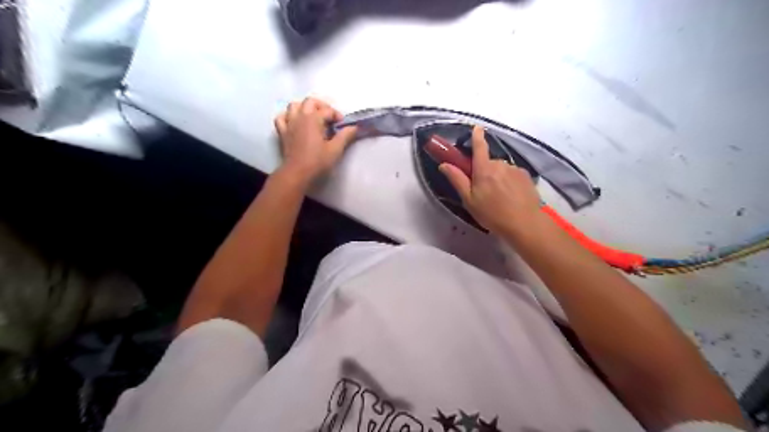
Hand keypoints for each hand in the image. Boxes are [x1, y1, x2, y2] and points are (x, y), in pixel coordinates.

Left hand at [275, 97, 358, 182]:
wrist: (297, 173)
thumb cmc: (317, 162)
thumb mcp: (335, 149)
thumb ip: (345, 136)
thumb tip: (354, 127)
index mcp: (313, 119)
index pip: (327, 110)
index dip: (337, 116)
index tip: (343, 125)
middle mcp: (300, 117)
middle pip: (310, 102)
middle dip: (322, 106)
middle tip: (329, 118)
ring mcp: (289, 124)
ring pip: (294, 106)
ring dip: (304, 108)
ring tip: (313, 118)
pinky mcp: (283, 133)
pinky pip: (282, 118)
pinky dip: (288, 116)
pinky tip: (295, 122)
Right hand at [438, 125, 539, 236]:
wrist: (524, 224)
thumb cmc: (492, 214)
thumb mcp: (469, 200)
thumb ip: (457, 180)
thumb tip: (444, 164)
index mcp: (484, 169)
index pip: (479, 147)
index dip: (477, 136)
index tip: (476, 128)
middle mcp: (500, 164)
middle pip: (488, 162)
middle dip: (484, 171)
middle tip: (482, 191)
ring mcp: (515, 169)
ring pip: (501, 169)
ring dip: (497, 177)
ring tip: (499, 197)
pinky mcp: (526, 176)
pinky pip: (512, 174)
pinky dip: (509, 182)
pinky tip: (510, 197)